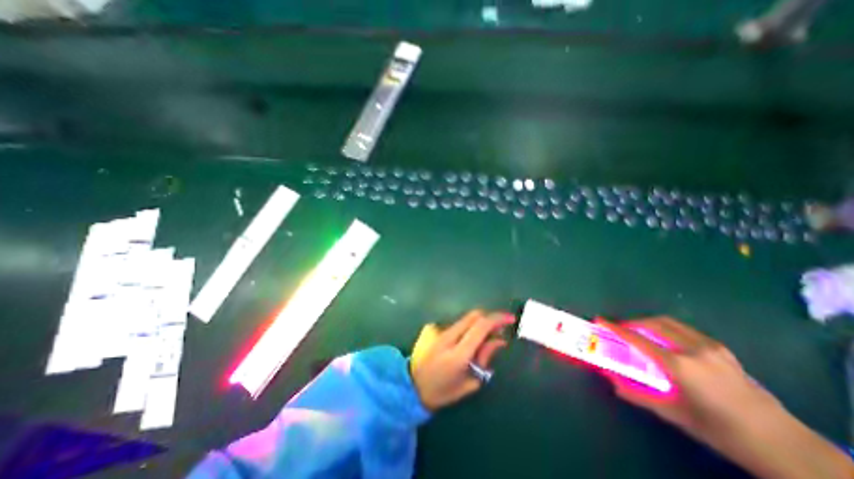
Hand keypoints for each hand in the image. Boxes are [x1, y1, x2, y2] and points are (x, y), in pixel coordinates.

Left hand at [408, 310, 512, 410]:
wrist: (412, 387)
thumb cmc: (443, 392)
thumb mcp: (470, 383)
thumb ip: (485, 358)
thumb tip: (499, 340)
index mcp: (458, 354)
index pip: (481, 327)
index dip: (498, 319)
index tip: (510, 319)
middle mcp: (447, 337)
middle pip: (473, 316)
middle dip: (489, 320)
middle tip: (497, 332)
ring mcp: (437, 330)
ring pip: (464, 320)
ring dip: (476, 326)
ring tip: (478, 342)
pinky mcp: (431, 328)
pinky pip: (454, 324)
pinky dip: (464, 330)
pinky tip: (461, 343)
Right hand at [599, 318, 852, 478]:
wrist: (783, 444)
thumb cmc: (722, 430)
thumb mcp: (675, 414)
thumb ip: (639, 396)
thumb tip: (613, 384)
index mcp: (679, 365)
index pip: (638, 339)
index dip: (616, 328)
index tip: (601, 320)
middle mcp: (693, 349)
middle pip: (654, 323)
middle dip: (633, 322)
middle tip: (621, 328)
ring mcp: (710, 347)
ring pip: (670, 323)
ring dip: (650, 322)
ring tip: (641, 332)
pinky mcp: (722, 349)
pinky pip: (685, 330)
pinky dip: (668, 329)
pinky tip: (667, 341)